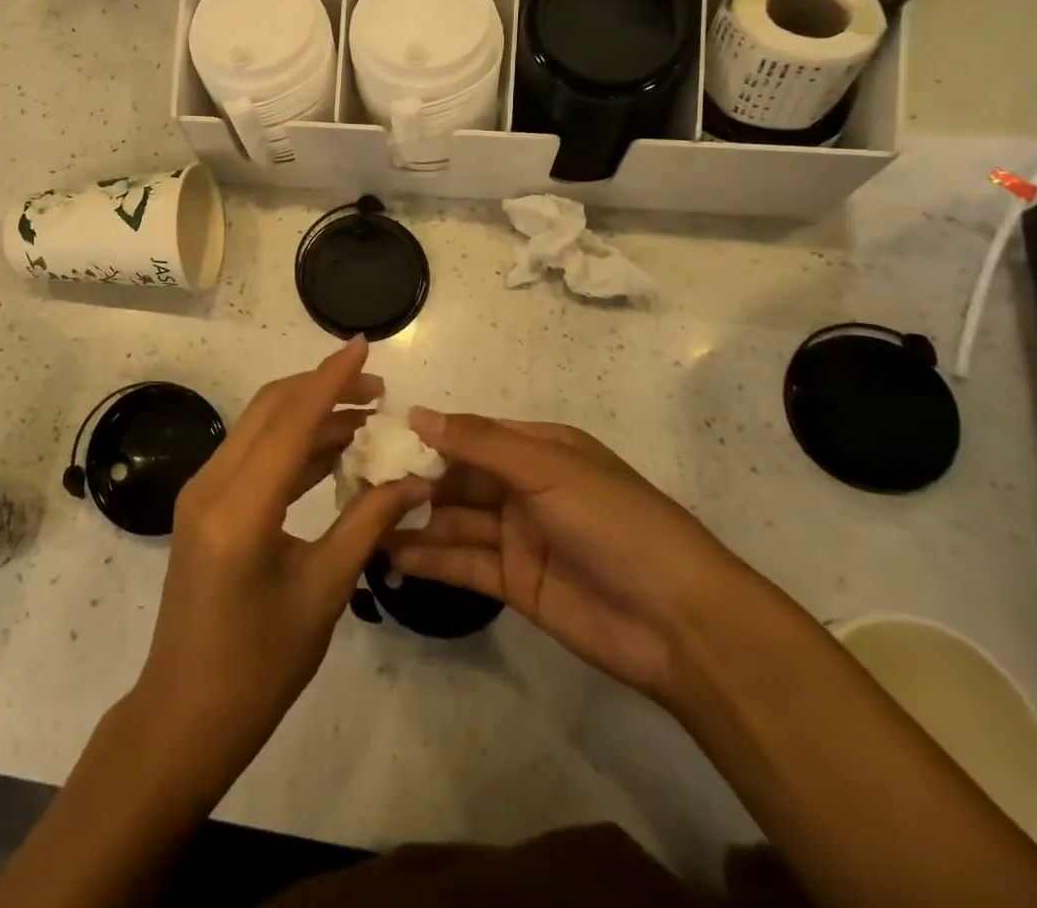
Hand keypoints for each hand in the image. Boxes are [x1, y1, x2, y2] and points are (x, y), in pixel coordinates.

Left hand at [132, 337, 433, 785]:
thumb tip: (414, 481)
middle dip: (323, 388)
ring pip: (261, 428)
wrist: (185, 716)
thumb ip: (367, 525)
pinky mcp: (206, 505)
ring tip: (366, 417)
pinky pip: (254, 455)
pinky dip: (293, 444)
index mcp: (239, 508)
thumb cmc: (259, 666)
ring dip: (310, 415)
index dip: (331, 378)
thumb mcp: (323, 592)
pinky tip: (333, 451)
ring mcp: (203, 492)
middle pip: (271, 409)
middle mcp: (212, 484)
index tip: (364, 344)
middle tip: (377, 390)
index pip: (291, 421)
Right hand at [388, 409, 741, 699]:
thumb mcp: (546, 469)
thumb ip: (479, 443)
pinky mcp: (515, 584)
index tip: (376, 440)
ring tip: (362, 522)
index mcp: (538, 449)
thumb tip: (416, 413)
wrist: (679, 622)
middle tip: (357, 486)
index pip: (469, 435)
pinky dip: (429, 559)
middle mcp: (524, 487)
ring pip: (454, 521)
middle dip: (413, 480)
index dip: (426, 436)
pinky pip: (463, 563)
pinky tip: (390, 556)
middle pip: (457, 479)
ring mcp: (518, 537)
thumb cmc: (613, 522)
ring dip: (413, 520)